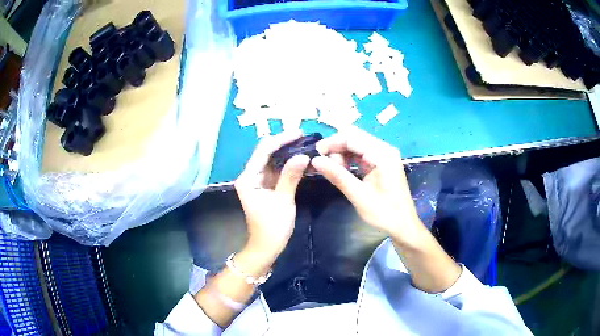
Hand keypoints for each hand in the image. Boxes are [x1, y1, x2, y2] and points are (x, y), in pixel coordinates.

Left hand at [235, 131, 309, 257]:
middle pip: (267, 153)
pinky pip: (277, 171)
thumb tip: (303, 155)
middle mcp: (250, 175)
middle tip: (305, 138)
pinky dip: (288, 165)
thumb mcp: (283, 201)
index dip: (281, 139)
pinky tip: (300, 160)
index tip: (299, 133)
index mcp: (248, 178)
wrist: (267, 247)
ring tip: (305, 145)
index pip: (263, 151)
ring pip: (273, 161)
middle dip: (285, 144)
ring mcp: (258, 180)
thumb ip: (291, 176)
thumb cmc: (272, 226)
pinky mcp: (266, 186)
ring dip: (288, 153)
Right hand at [311, 127, 423, 244]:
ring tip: (332, 170)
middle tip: (322, 164)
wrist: (403, 225)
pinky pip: (360, 154)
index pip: (352, 137)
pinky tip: (341, 171)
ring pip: (355, 145)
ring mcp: (382, 155)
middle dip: (335, 148)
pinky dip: (348, 160)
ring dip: (341, 154)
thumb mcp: (359, 195)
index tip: (314, 154)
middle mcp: (384, 149)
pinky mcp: (380, 162)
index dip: (331, 143)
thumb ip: (338, 176)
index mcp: (382, 154)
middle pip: (353, 138)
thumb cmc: (385, 213)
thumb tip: (315, 160)